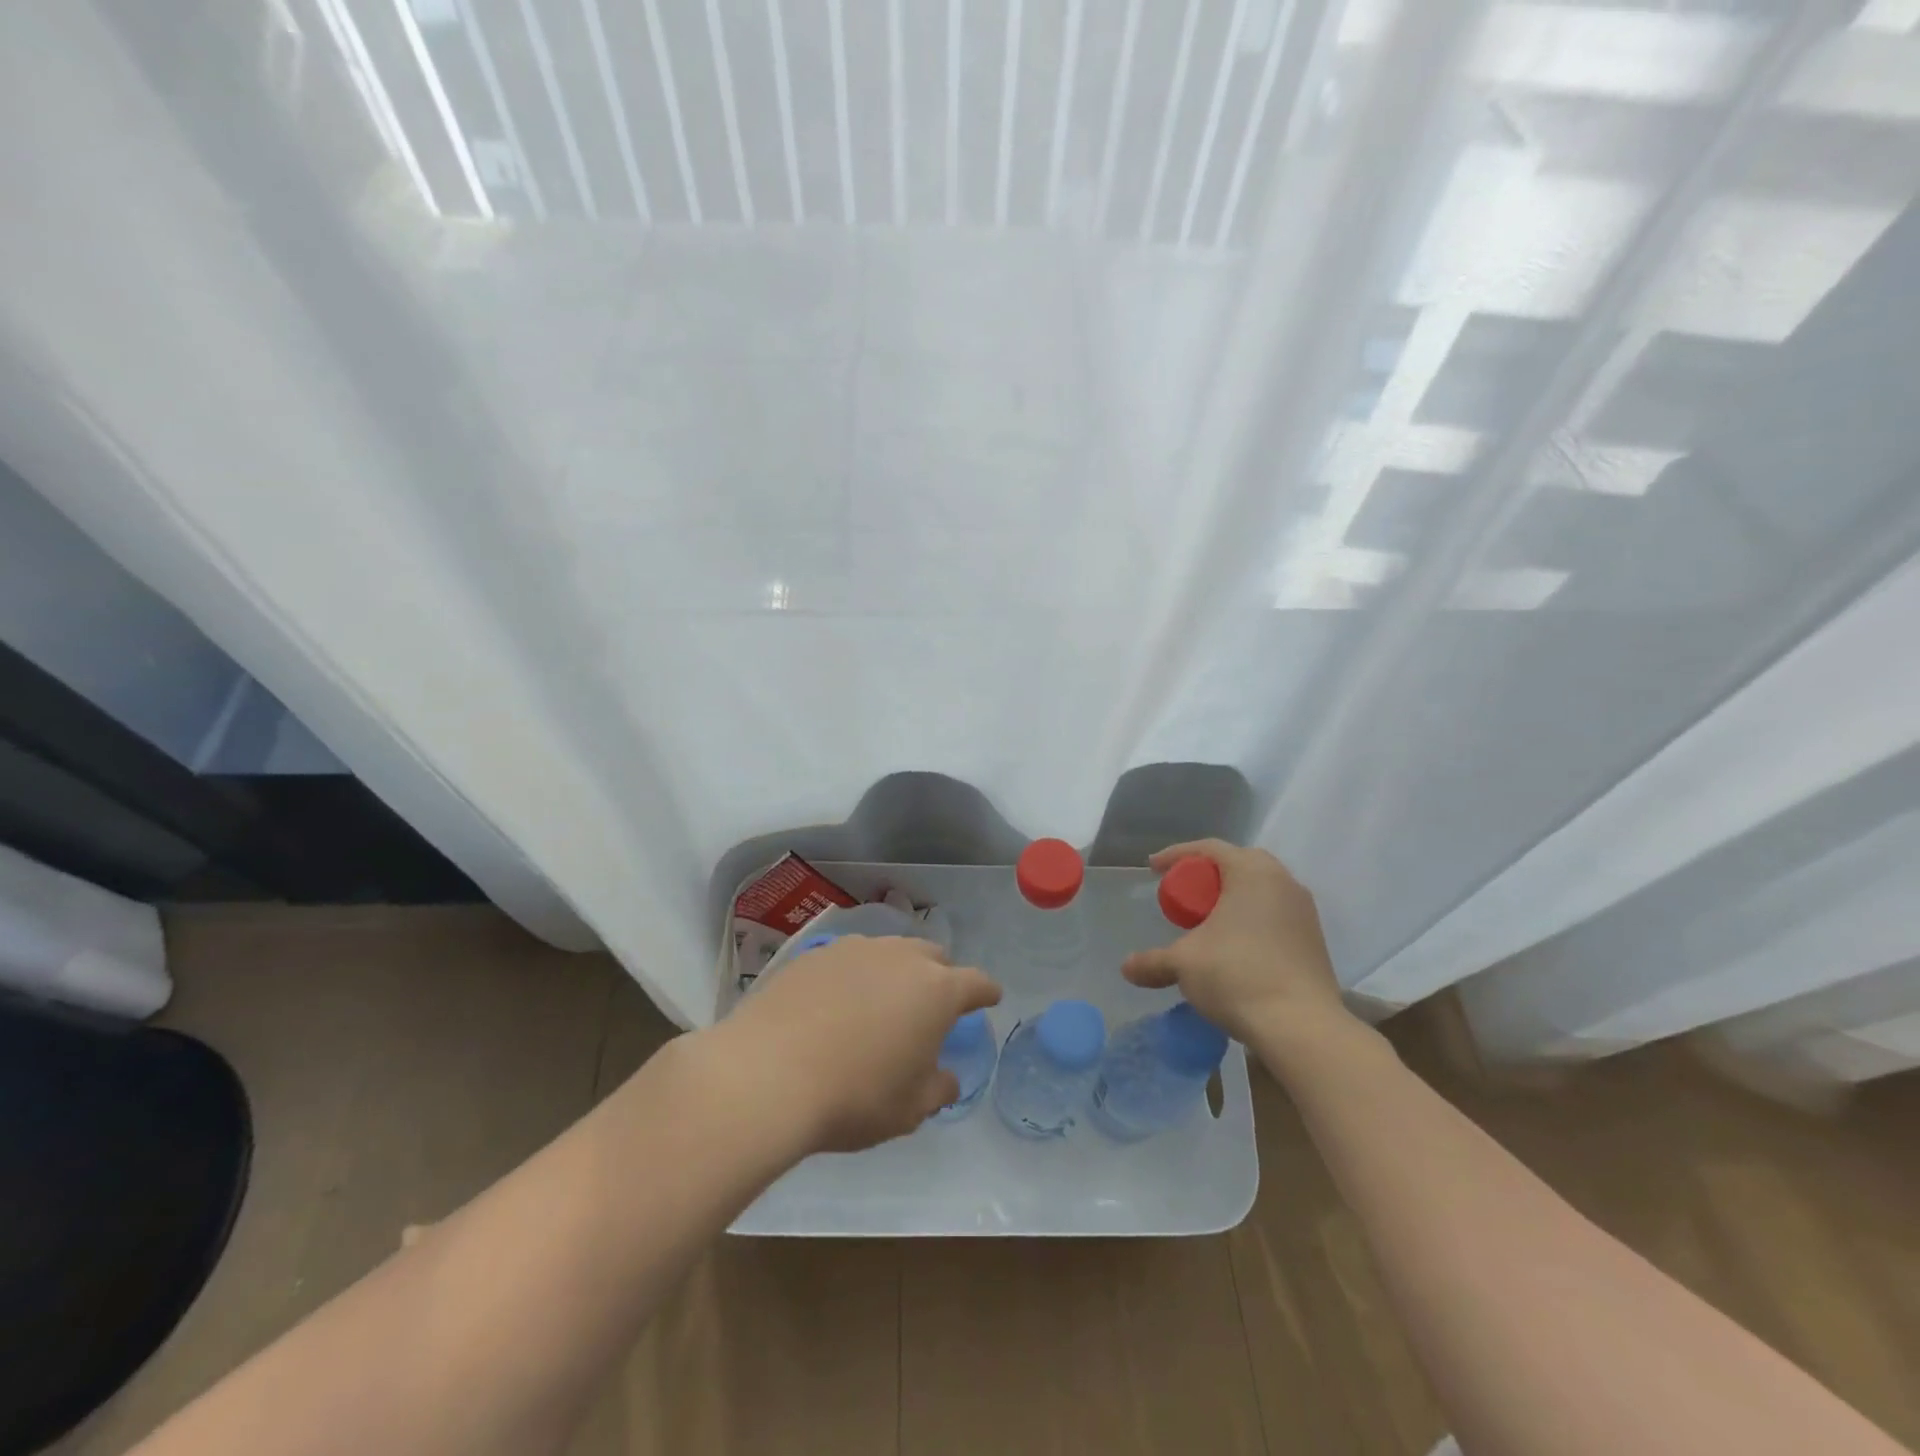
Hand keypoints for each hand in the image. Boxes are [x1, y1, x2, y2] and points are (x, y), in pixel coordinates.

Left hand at [717, 936, 1001, 1153]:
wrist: (767, 1074)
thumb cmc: (854, 1096)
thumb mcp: (909, 1109)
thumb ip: (937, 1088)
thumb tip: (943, 1076)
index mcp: (937, 991)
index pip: (976, 982)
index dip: (985, 992)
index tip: (989, 998)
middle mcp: (901, 957)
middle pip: (933, 956)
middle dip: (940, 976)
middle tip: (930, 1007)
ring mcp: (855, 949)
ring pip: (890, 951)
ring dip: (896, 972)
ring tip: (881, 1002)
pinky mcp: (814, 953)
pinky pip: (848, 958)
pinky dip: (854, 975)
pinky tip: (836, 1002)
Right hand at [1122, 840, 1349, 1048]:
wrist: (1301, 1027)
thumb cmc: (1237, 976)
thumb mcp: (1184, 964)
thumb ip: (1153, 961)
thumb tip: (1126, 968)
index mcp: (1252, 872)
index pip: (1209, 848)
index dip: (1176, 855)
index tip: (1153, 869)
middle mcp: (1282, 882)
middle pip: (1239, 863)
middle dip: (1207, 874)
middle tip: (1184, 894)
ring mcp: (1303, 911)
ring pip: (1261, 889)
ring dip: (1232, 897)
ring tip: (1208, 921)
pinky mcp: (1314, 939)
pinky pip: (1275, 913)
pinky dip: (1251, 918)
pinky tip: (1235, 946)